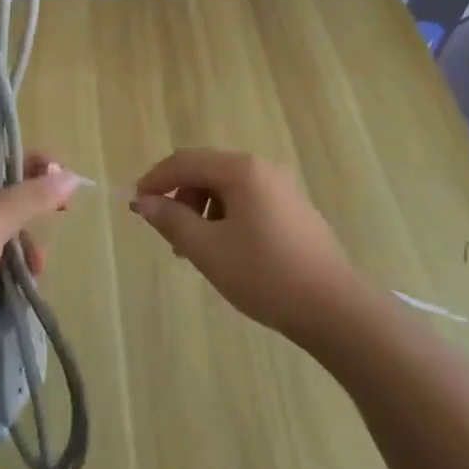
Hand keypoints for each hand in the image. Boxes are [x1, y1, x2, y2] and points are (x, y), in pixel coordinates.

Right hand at [130, 148, 356, 344]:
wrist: (333, 307)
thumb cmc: (264, 274)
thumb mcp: (208, 249)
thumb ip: (172, 220)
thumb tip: (144, 203)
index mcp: (241, 169)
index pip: (185, 161)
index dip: (156, 179)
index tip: (136, 204)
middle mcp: (262, 168)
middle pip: (207, 170)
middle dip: (180, 197)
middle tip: (168, 235)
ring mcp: (282, 188)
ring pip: (227, 187)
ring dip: (202, 209)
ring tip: (195, 249)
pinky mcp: (293, 209)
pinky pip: (247, 201)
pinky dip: (225, 217)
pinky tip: (225, 251)